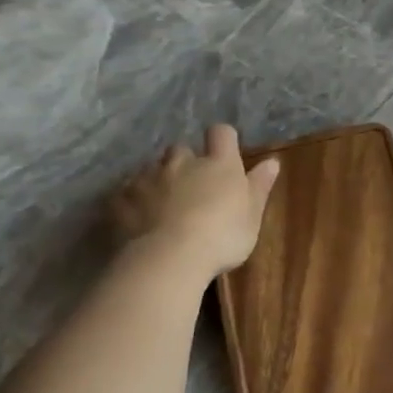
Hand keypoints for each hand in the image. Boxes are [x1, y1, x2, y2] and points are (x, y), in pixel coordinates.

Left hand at [110, 125, 279, 279]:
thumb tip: (272, 161)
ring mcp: (147, 178)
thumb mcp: (252, 215)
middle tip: (191, 186)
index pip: (222, 134)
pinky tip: (137, 219)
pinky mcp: (120, 199)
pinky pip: (125, 192)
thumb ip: (259, 186)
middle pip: (181, 149)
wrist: (168, 259)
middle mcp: (182, 162)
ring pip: (151, 169)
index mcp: (219, 164)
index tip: (225, 154)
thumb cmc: (222, 236)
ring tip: (162, 206)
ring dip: (158, 180)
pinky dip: (132, 201)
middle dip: (185, 162)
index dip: (223, 140)